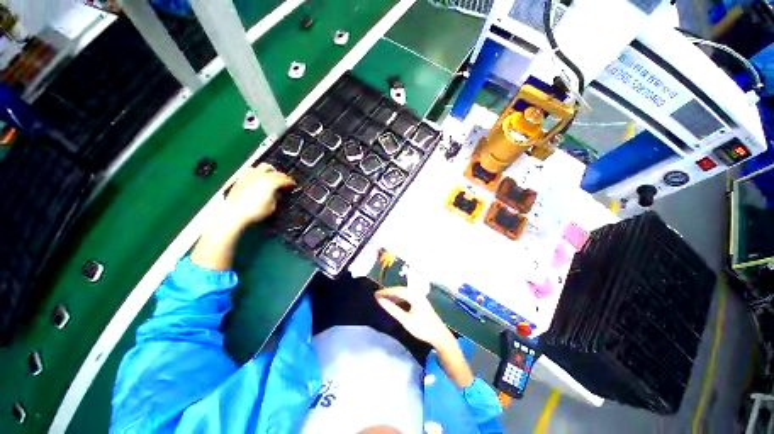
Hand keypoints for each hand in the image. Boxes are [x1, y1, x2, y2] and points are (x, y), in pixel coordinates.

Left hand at [222, 163, 294, 227]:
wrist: (235, 213)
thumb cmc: (255, 211)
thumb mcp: (272, 206)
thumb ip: (276, 197)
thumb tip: (277, 193)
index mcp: (271, 182)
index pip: (285, 179)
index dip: (291, 182)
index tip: (293, 185)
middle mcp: (261, 176)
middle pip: (276, 171)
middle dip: (282, 176)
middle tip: (285, 181)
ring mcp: (251, 175)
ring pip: (263, 166)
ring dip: (270, 170)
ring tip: (272, 176)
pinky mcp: (242, 178)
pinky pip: (253, 170)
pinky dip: (259, 172)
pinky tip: (259, 178)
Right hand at [375, 270, 454, 349]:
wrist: (439, 335)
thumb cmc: (422, 328)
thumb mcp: (405, 320)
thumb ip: (392, 309)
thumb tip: (380, 301)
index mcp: (414, 295)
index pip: (397, 290)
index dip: (385, 292)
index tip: (375, 294)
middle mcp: (417, 294)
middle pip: (400, 290)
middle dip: (389, 292)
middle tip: (377, 296)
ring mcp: (419, 298)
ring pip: (403, 293)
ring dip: (393, 295)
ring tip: (383, 299)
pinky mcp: (420, 303)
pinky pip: (407, 297)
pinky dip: (399, 299)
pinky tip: (394, 303)